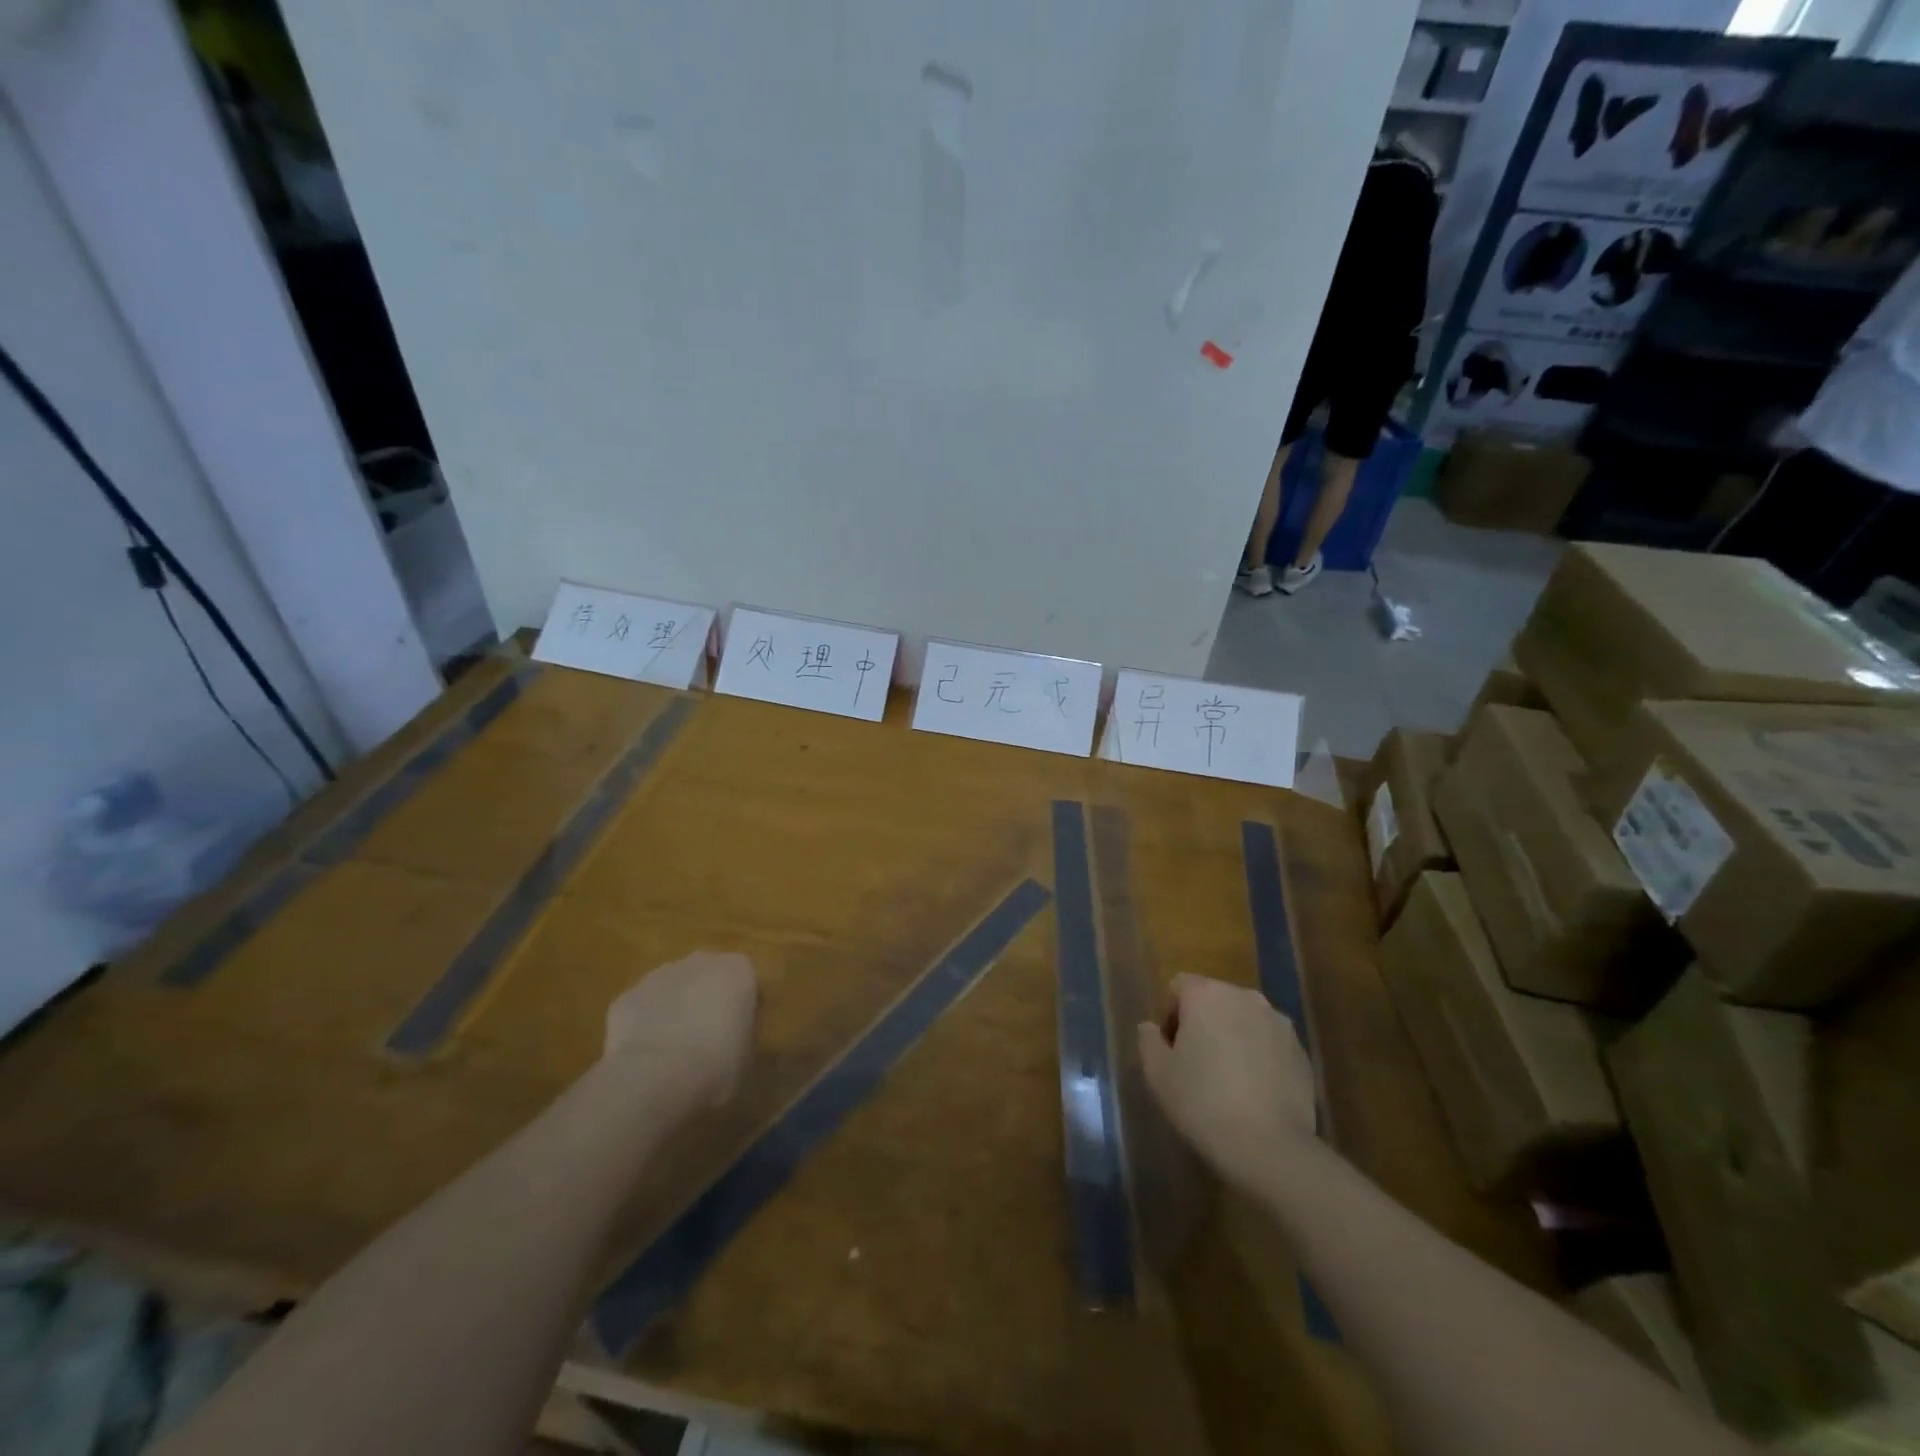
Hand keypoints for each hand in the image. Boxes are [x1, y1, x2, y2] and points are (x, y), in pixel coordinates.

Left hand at [603, 952, 758, 1107]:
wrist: (657, 1075)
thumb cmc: (718, 1063)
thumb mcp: (747, 1053)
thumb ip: (741, 1032)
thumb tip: (730, 1036)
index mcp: (738, 969)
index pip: (745, 980)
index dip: (740, 1005)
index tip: (737, 1031)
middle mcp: (700, 961)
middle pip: (705, 976)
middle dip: (704, 998)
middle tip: (705, 1037)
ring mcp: (658, 975)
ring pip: (671, 988)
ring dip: (672, 1009)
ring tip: (672, 1050)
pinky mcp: (626, 996)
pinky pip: (640, 1008)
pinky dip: (643, 1025)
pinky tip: (644, 1056)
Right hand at [1138, 974, 1315, 1189]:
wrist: (1270, 1147)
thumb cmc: (1202, 1102)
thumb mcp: (1158, 1074)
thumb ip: (1148, 1041)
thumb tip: (1150, 1027)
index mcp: (1206, 994)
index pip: (1179, 986)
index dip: (1170, 1015)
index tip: (1171, 1050)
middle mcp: (1245, 997)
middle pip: (1214, 999)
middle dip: (1203, 1023)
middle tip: (1196, 1064)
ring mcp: (1278, 1023)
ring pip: (1245, 1020)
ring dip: (1233, 1037)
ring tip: (1228, 1079)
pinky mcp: (1301, 1052)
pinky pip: (1269, 1043)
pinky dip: (1259, 1057)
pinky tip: (1254, 1092)